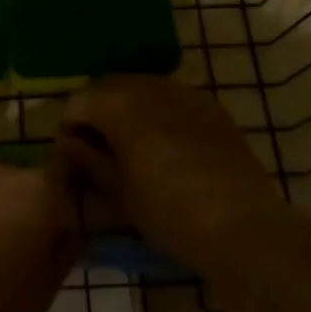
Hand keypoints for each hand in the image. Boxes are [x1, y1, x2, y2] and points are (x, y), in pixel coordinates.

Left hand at [0, 162, 78, 311]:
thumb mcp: (46, 290)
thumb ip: (63, 251)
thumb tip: (68, 231)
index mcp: (40, 190)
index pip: (63, 171)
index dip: (63, 195)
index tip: (62, 224)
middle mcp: (4, 173)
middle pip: (26, 185)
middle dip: (29, 209)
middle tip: (26, 251)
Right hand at [60, 76, 282, 270]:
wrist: (241, 226)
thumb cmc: (168, 212)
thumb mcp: (118, 192)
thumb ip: (89, 160)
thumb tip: (69, 144)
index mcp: (120, 104)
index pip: (78, 101)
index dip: (69, 127)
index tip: (73, 156)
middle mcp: (149, 85)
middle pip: (109, 87)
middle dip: (98, 113)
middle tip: (99, 150)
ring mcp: (184, 92)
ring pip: (141, 89)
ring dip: (128, 110)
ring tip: (132, 147)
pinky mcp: (210, 106)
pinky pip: (172, 99)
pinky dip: (159, 114)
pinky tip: (166, 146)